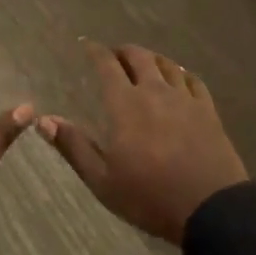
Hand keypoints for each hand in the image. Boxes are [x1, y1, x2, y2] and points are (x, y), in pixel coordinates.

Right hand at [36, 40, 248, 243]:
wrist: (211, 208)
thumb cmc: (149, 196)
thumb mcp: (102, 180)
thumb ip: (74, 146)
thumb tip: (44, 120)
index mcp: (125, 105)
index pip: (107, 66)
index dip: (96, 52)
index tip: (87, 46)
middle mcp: (155, 92)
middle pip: (139, 57)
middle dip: (124, 51)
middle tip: (115, 55)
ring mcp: (185, 99)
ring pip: (167, 65)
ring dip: (152, 59)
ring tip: (145, 63)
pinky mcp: (208, 111)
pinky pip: (193, 81)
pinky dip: (181, 74)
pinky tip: (179, 79)